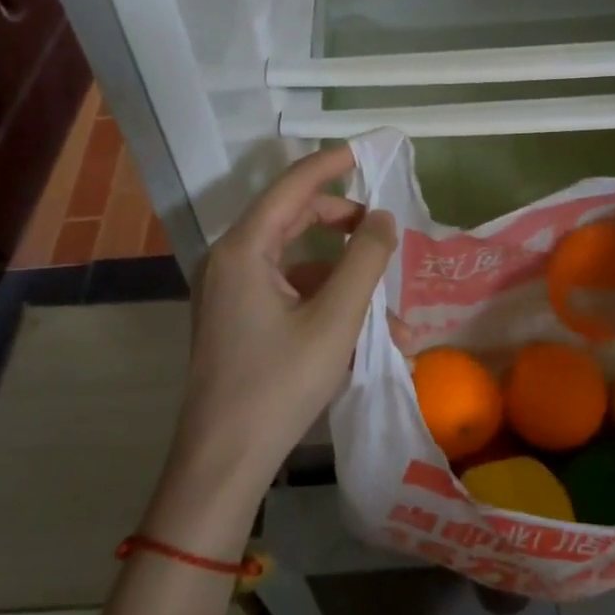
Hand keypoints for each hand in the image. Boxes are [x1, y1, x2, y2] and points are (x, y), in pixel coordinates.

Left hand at [164, 146, 396, 514]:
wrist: (223, 462)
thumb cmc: (278, 385)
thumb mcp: (335, 321)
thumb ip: (364, 261)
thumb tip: (383, 218)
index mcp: (244, 249)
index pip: (292, 186)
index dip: (330, 164)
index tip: (366, 152)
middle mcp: (230, 260)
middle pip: (293, 219)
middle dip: (344, 224)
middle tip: (384, 231)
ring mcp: (231, 291)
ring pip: (296, 262)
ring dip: (343, 279)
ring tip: (391, 315)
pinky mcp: (238, 318)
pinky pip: (288, 293)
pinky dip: (325, 304)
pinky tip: (365, 338)